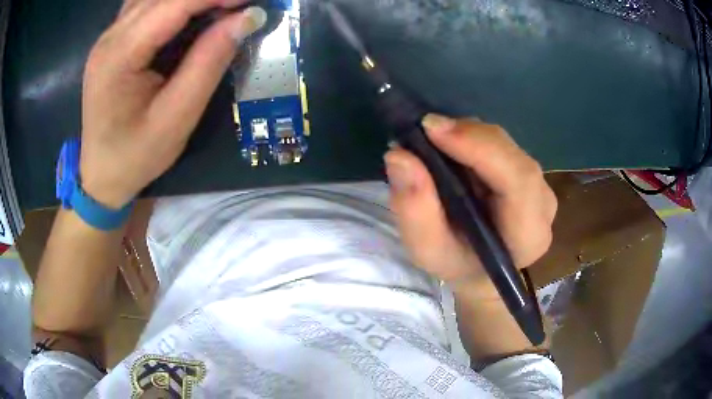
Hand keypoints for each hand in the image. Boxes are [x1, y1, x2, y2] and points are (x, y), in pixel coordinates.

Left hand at [80, 0, 266, 208]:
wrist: (100, 176)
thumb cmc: (136, 156)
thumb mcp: (177, 117)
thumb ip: (208, 62)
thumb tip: (245, 19)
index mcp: (119, 56)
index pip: (174, 4)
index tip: (250, 2)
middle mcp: (109, 37)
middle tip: (237, 7)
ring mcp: (108, 37)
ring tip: (218, 9)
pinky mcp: (112, 41)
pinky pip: (145, 5)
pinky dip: (171, 4)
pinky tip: (187, 14)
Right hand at [385, 115, 556, 296]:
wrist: (480, 268)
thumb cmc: (456, 264)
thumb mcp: (427, 250)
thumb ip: (414, 210)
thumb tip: (399, 156)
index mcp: (529, 234)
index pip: (518, 180)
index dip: (480, 147)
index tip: (432, 130)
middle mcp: (543, 205)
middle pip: (512, 155)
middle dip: (467, 136)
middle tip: (424, 130)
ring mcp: (539, 185)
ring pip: (505, 144)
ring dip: (467, 136)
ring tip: (433, 141)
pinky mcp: (528, 173)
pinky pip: (501, 144)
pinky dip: (472, 139)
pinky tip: (450, 147)